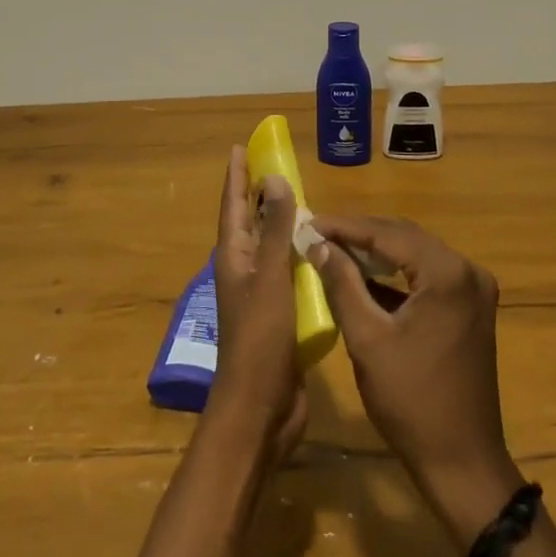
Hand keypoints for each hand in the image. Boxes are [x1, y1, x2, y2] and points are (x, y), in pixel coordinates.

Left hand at [205, 147, 305, 468]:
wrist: (261, 408)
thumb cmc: (260, 339)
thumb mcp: (270, 277)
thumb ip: (275, 229)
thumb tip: (274, 179)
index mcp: (234, 257)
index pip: (233, 205)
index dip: (236, 177)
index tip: (241, 148)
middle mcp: (245, 270)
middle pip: (251, 222)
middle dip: (260, 194)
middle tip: (279, 166)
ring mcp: (262, 294)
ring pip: (273, 247)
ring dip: (284, 224)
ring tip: (305, 201)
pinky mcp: (281, 314)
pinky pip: (291, 273)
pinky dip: (302, 256)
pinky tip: (323, 252)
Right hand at [310, 216, 524, 545]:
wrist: (462, 462)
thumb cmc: (411, 401)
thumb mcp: (367, 339)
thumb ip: (342, 284)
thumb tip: (318, 245)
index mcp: (447, 274)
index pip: (388, 234)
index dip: (344, 226)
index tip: (308, 222)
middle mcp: (467, 271)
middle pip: (404, 237)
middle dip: (359, 234)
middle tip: (317, 233)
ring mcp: (473, 289)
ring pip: (415, 254)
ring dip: (376, 251)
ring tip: (332, 248)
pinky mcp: (470, 308)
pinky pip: (427, 276)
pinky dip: (395, 274)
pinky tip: (363, 274)